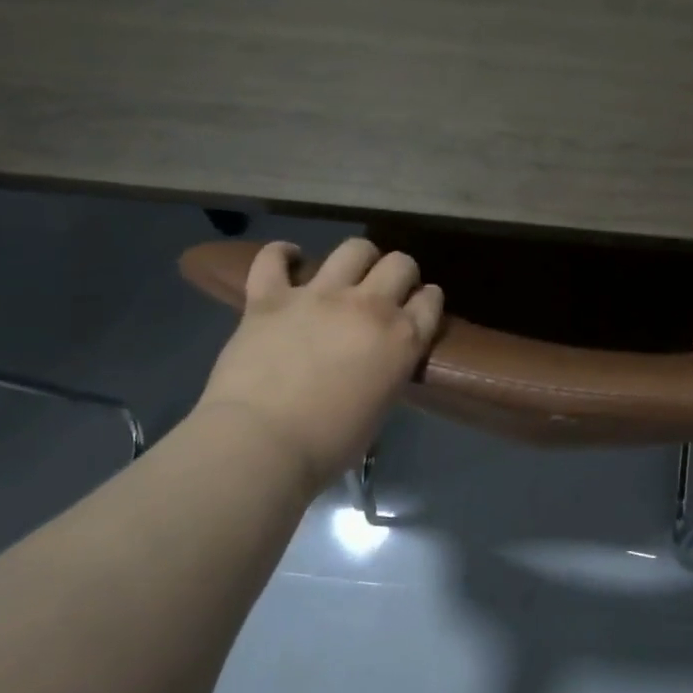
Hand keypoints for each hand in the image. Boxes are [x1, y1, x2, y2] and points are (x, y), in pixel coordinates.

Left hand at [198, 239, 442, 495]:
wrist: (262, 443)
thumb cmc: (329, 444)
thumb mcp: (379, 407)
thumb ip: (386, 371)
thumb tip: (375, 362)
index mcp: (402, 339)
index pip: (430, 300)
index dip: (426, 300)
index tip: (418, 307)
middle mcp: (368, 307)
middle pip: (400, 264)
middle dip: (400, 273)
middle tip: (386, 291)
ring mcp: (318, 296)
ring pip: (353, 249)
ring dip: (358, 258)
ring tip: (348, 273)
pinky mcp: (271, 297)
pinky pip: (274, 258)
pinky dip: (282, 255)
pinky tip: (288, 260)